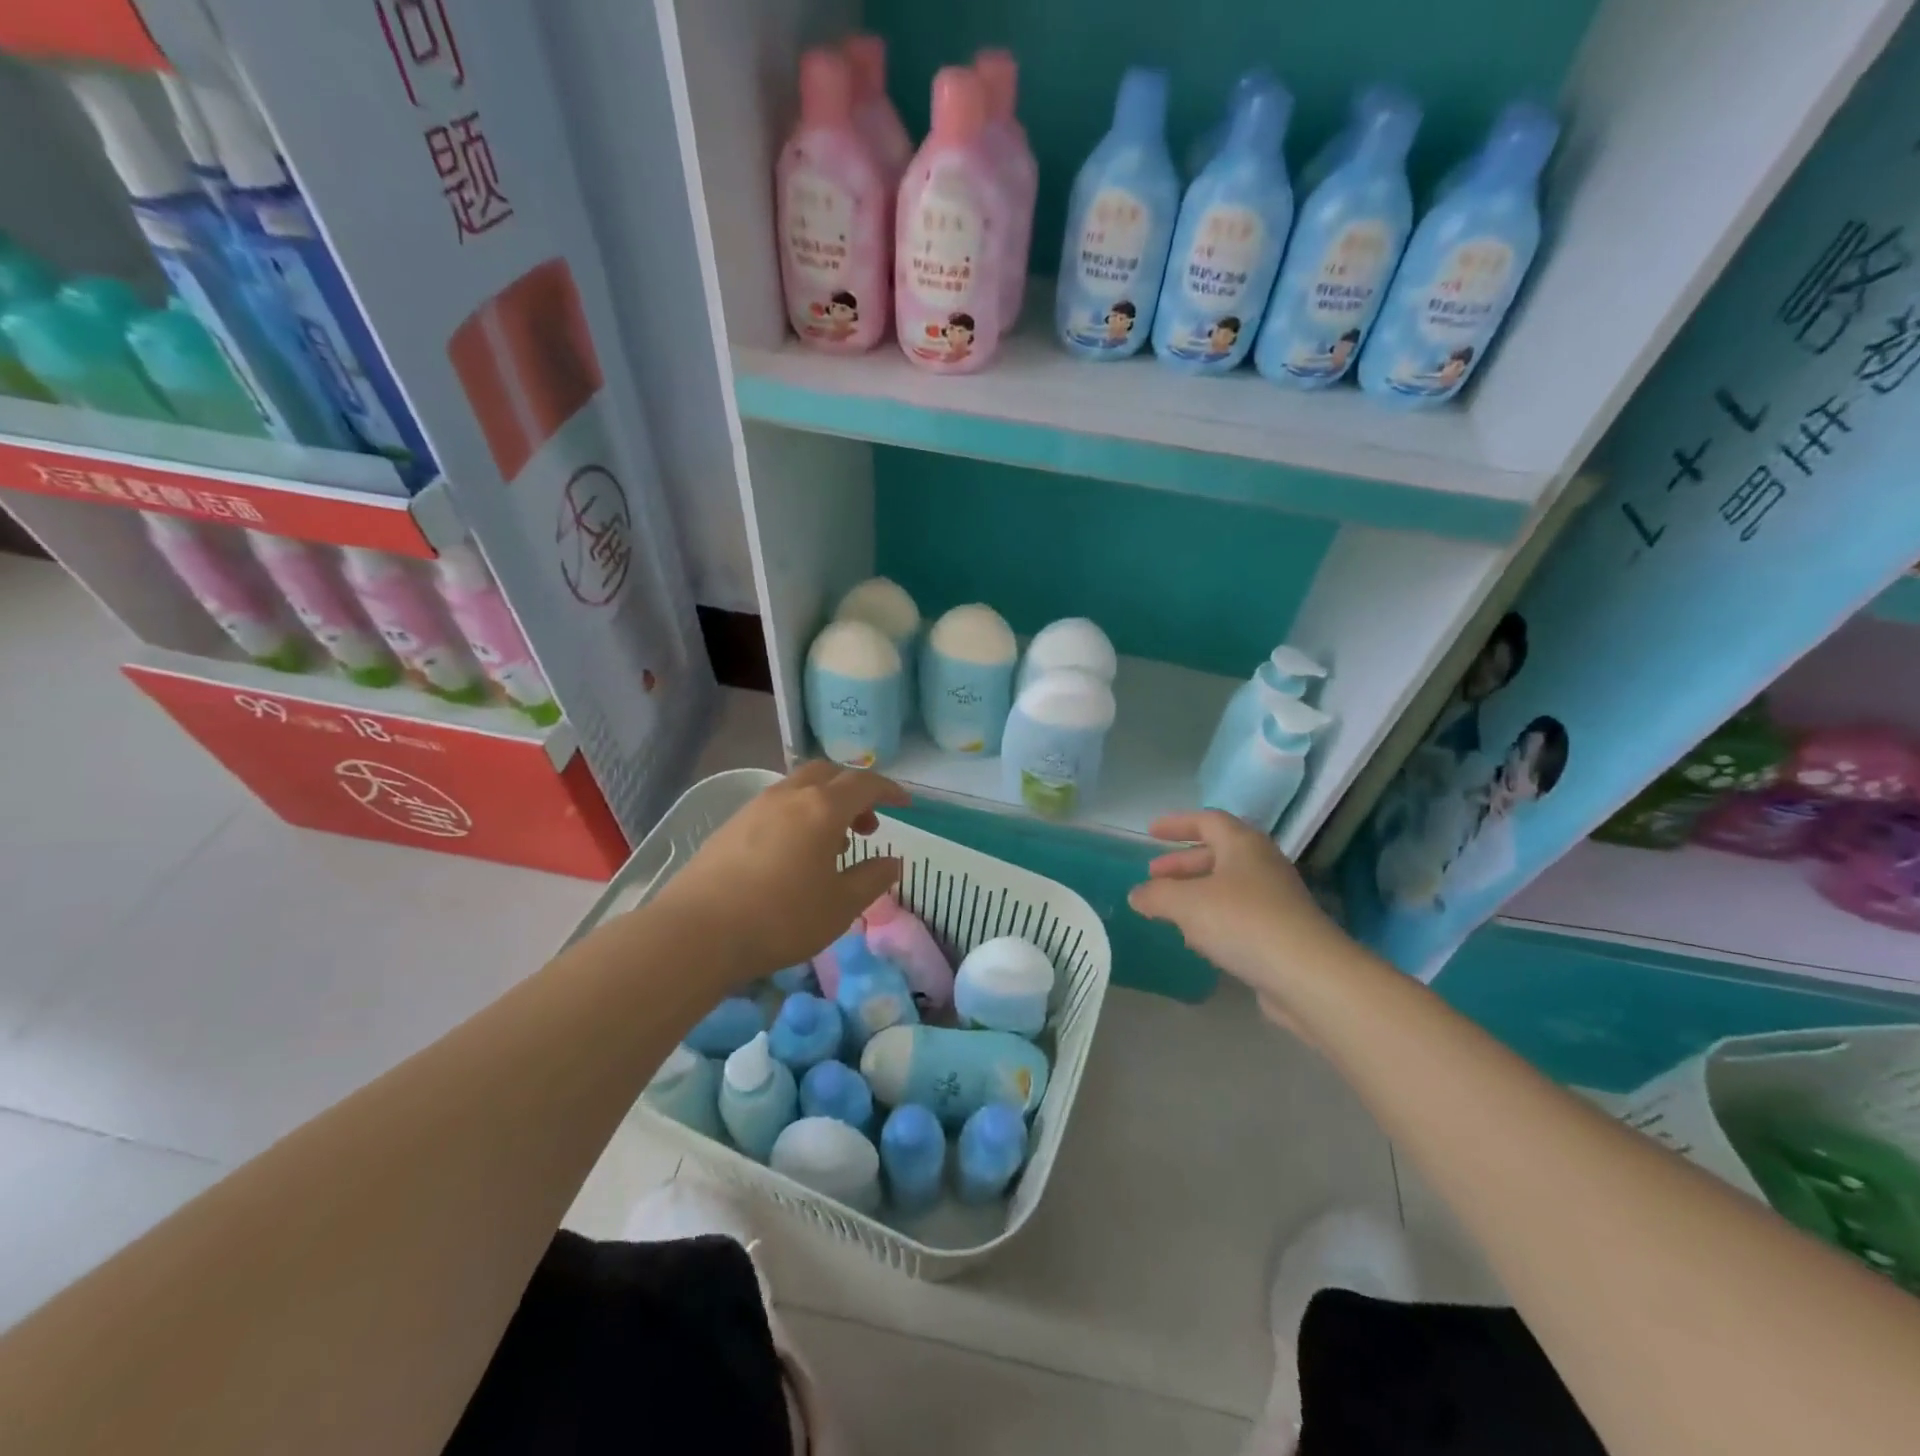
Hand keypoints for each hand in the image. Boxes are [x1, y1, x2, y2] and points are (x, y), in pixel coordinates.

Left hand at [650, 762, 909, 983]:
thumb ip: (872, 879)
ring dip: (824, 803)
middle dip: (854, 792)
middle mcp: (789, 796)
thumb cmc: (781, 918)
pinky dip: (798, 814)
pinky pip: (777, 805)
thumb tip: (893, 862)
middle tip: (868, 825)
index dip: (889, 790)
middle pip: (829, 774)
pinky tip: (794, 853)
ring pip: (800, 787)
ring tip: (832, 843)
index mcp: (822, 808)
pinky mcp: (731, 825)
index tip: (905, 803)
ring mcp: (756, 807)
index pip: (865, 784)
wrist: (697, 932)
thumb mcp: (840, 906)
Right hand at [1128, 811, 1346, 1009]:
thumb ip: (1156, 895)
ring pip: (1228, 886)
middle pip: (1217, 853)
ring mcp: (1275, 899)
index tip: (1151, 832)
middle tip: (1154, 875)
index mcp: (1243, 845)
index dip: (1177, 824)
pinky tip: (1197, 939)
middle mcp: (1262, 865)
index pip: (1207, 821)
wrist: (1309, 976)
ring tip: (1169, 909)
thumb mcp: (1187, 904)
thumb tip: (1137, 895)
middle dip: (1182, 863)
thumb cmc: (1243, 923)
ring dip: (1196, 893)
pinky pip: (1239, 915)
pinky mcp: (1281, 932)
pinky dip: (1213, 918)